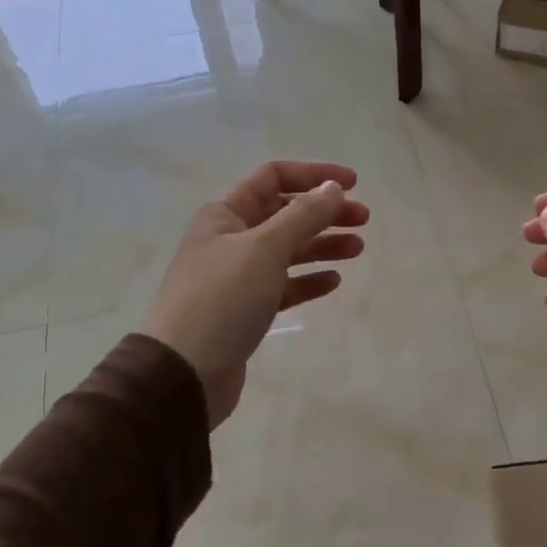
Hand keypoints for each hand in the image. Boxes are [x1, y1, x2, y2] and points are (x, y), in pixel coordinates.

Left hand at [144, 161, 369, 427]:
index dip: (314, 174)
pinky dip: (308, 280)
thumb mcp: (265, 249)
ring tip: (358, 249)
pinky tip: (333, 281)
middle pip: (284, 213)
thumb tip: (333, 188)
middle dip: (324, 212)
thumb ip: (303, 216)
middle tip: (363, 220)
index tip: (354, 183)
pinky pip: (283, 285)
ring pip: (288, 250)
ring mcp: (237, 276)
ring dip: (322, 244)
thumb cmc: (222, 300)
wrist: (184, 373)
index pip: (273, 176)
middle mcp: (230, 238)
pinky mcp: (245, 309)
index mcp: (225, 213)